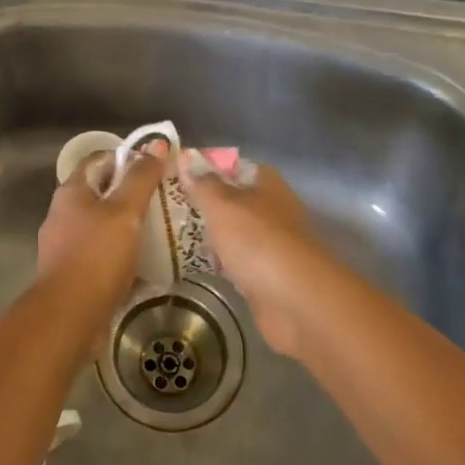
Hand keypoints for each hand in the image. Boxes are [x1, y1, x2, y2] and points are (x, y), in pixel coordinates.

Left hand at [36, 141, 167, 305]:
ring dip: (130, 228)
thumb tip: (157, 144)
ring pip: (104, 227)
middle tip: (165, 199)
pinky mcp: (74, 275)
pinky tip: (148, 266)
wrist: (69, 318)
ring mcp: (66, 246)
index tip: (156, 166)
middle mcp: (63, 214)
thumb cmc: (97, 255)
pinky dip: (123, 257)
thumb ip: (141, 178)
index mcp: (71, 192)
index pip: (100, 160)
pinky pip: (103, 257)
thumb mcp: (125, 211)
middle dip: (132, 195)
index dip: (127, 157)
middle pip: (102, 193)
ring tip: (162, 232)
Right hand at [177, 156, 333, 356]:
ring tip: (172, 234)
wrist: (296, 302)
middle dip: (205, 204)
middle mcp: (272, 210)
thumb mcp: (222, 205)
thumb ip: (203, 185)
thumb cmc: (257, 241)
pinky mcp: (267, 276)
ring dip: (212, 235)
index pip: (234, 166)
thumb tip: (187, 162)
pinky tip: (195, 264)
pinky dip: (220, 263)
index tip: (178, 175)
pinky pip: (237, 262)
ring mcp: (272, 244)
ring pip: (235, 232)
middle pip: (234, 200)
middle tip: (168, 207)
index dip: (207, 168)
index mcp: (267, 184)